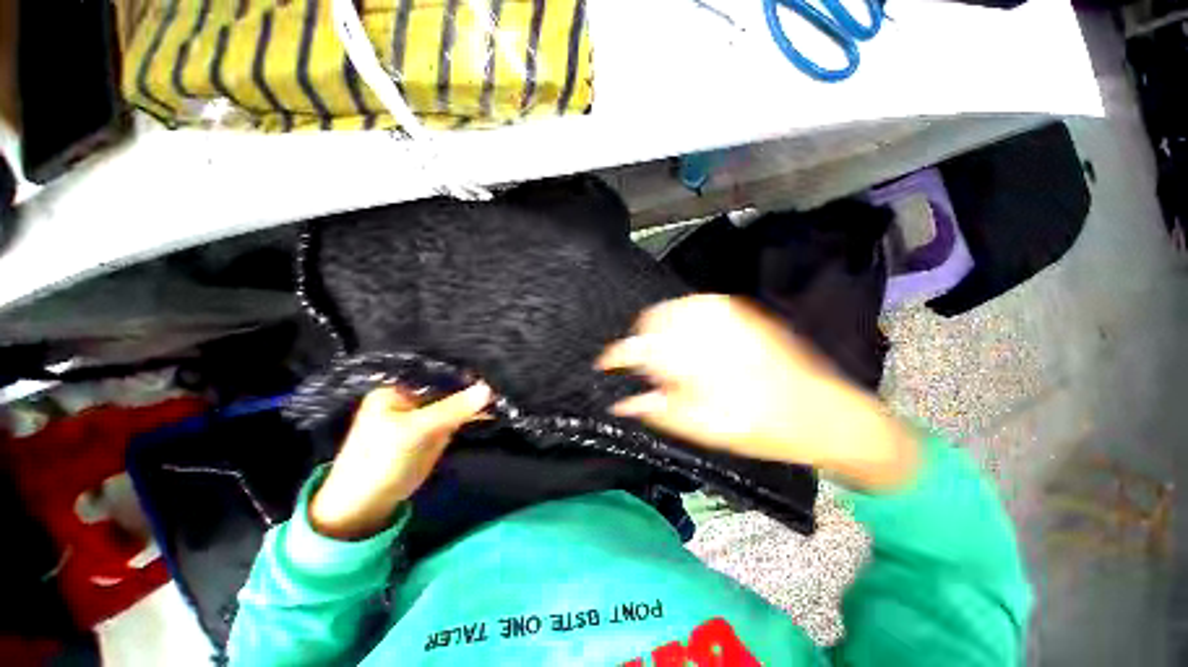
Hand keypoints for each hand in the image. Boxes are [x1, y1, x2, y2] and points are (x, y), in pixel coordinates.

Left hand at [309, 383, 491, 539]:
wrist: (366, 505)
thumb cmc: (380, 460)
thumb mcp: (415, 430)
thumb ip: (452, 409)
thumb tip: (488, 389)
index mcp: (399, 388)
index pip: (437, 372)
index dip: (463, 372)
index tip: (492, 369)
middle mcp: (414, 396)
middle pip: (449, 386)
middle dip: (473, 385)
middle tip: (503, 380)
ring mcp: (426, 414)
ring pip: (457, 401)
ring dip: (477, 400)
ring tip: (504, 394)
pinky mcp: (435, 430)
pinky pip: (459, 417)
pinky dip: (475, 416)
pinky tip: (494, 411)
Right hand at [597, 295, 916, 490]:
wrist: (823, 412)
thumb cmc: (763, 428)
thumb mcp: (705, 429)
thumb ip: (660, 410)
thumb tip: (623, 402)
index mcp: (697, 356)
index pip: (641, 347)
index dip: (617, 355)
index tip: (605, 364)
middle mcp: (709, 325)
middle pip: (653, 318)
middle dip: (641, 340)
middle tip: (644, 364)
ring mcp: (728, 313)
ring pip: (673, 307)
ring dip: (660, 327)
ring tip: (665, 353)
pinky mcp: (741, 312)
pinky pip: (697, 305)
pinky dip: (682, 319)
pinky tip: (689, 339)